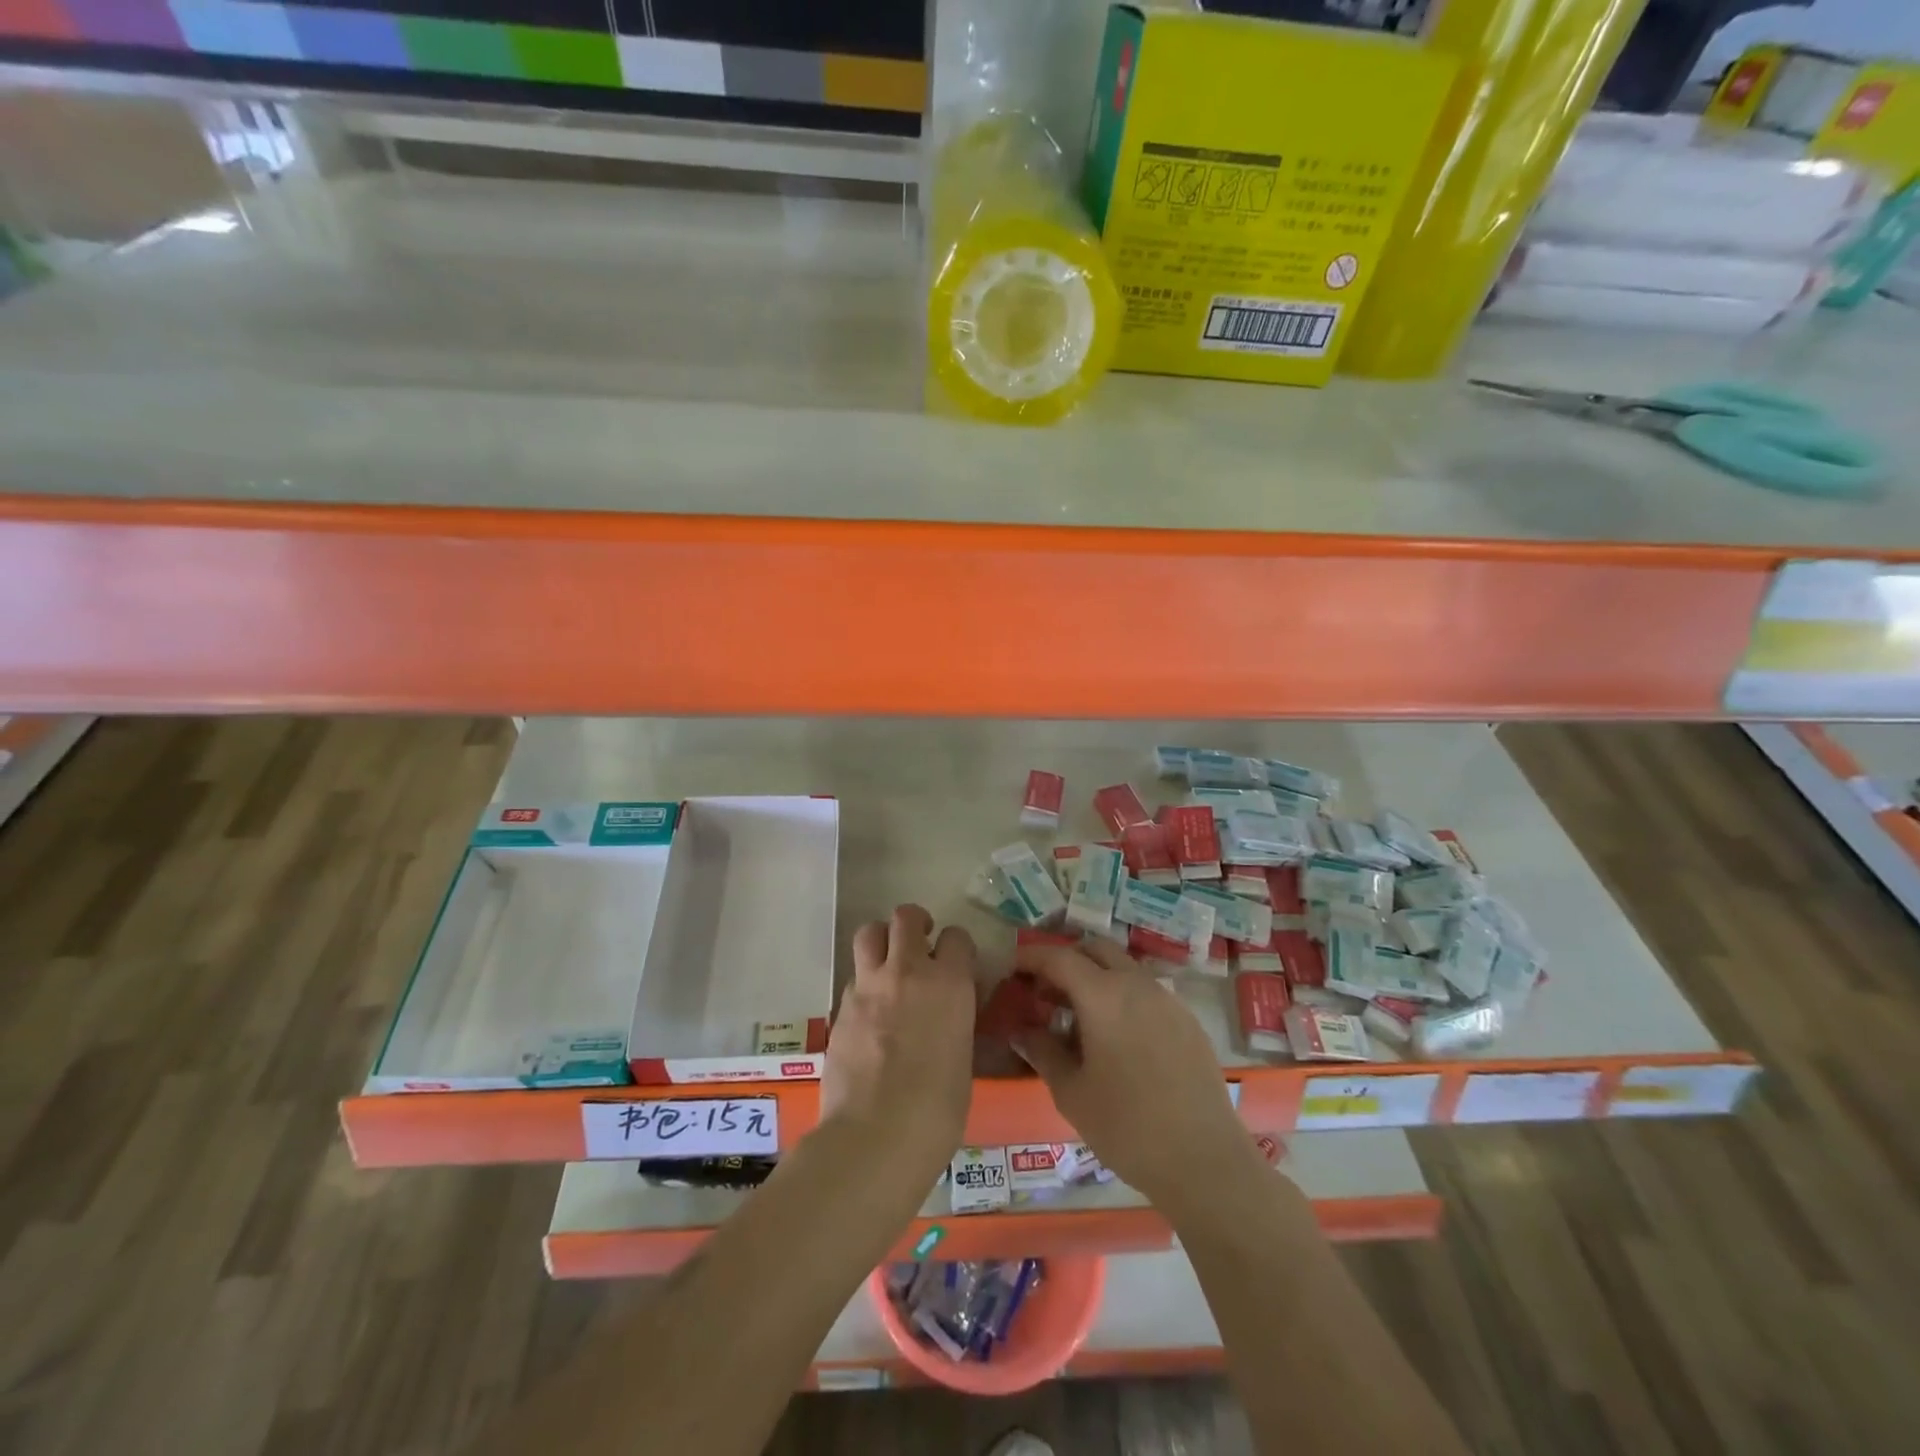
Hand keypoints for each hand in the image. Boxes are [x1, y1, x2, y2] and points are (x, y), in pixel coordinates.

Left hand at [821, 904, 976, 1187]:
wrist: (875, 1136)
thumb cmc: (937, 1110)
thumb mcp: (962, 1058)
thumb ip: (955, 1022)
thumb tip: (947, 1016)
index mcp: (950, 983)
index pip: (956, 937)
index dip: (957, 948)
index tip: (957, 963)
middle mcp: (908, 972)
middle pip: (905, 917)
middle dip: (914, 924)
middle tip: (919, 944)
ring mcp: (869, 986)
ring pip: (869, 933)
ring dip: (881, 941)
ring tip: (888, 964)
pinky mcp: (840, 1007)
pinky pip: (853, 978)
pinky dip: (863, 984)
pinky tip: (869, 1013)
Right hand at [1012, 940, 1256, 1208]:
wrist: (1206, 1161)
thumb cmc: (1127, 1128)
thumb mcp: (1071, 1093)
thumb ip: (1042, 1051)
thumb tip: (1020, 1030)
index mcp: (1103, 995)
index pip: (1058, 957)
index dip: (1031, 957)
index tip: (1011, 969)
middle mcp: (1137, 984)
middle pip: (1095, 949)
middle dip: (1066, 960)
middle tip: (1044, 991)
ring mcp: (1168, 999)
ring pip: (1123, 967)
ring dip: (1096, 976)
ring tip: (1078, 1017)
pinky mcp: (1188, 1020)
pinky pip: (1146, 990)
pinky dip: (1122, 995)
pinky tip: (1117, 1037)